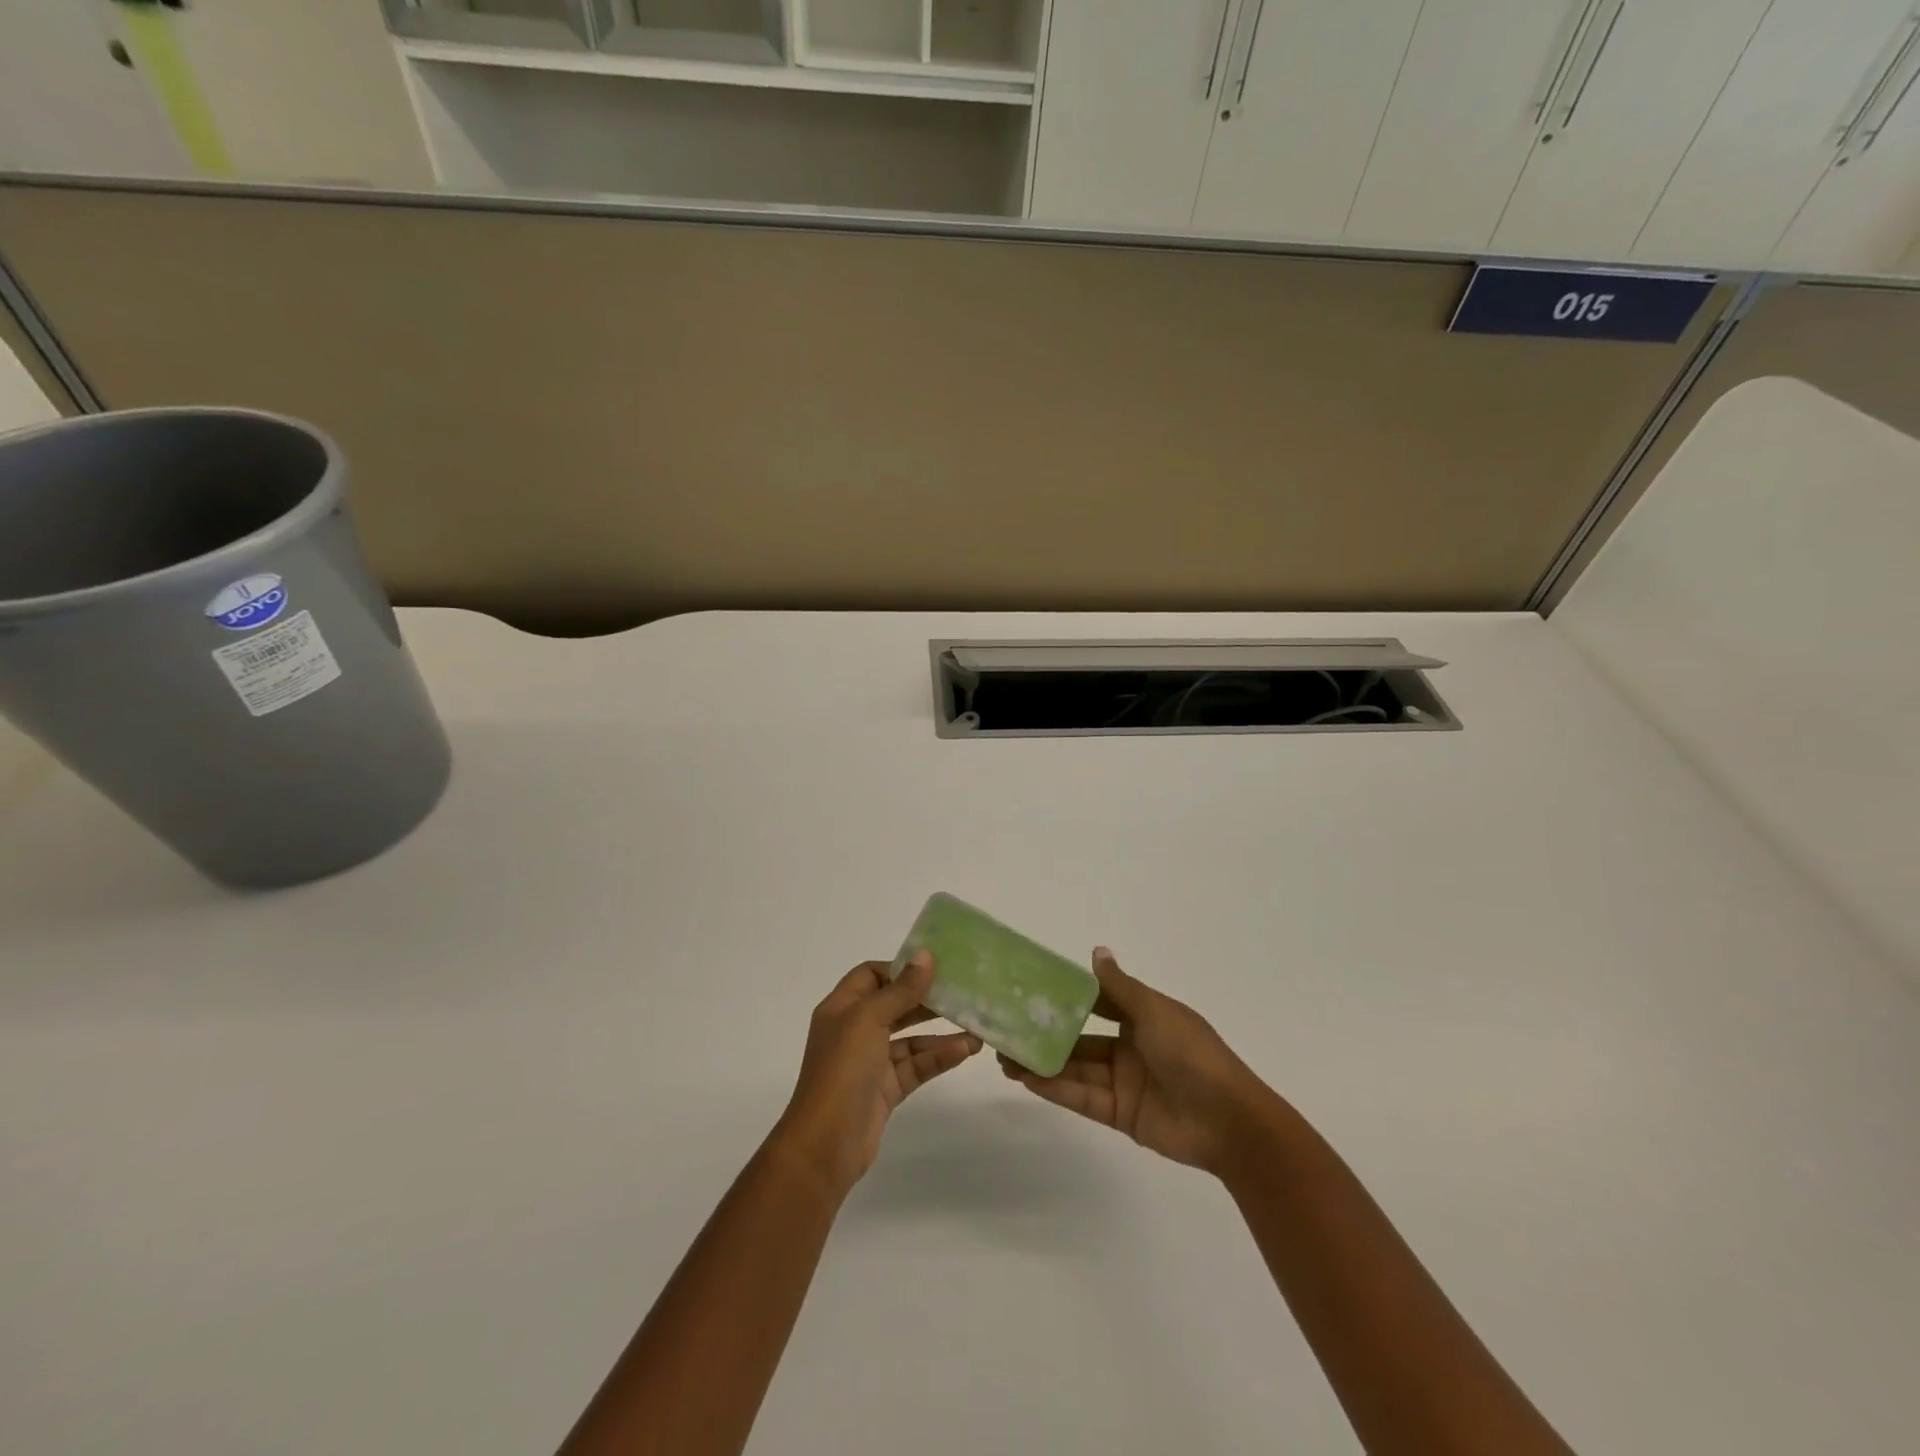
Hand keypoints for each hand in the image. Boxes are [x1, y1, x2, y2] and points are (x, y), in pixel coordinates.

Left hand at [773, 951, 981, 1197]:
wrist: (826, 1144)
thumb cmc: (842, 1070)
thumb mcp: (870, 1020)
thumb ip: (901, 989)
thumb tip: (925, 955)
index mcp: (842, 1008)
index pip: (871, 975)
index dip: (900, 969)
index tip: (934, 967)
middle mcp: (855, 1030)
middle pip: (894, 1004)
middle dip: (926, 999)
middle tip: (961, 992)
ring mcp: (871, 1061)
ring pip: (910, 1038)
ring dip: (940, 1032)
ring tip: (975, 1027)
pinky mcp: (887, 1089)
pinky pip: (916, 1065)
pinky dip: (939, 1057)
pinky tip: (965, 1051)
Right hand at [999, 948, 1274, 1174]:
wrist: (1228, 1121)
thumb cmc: (1191, 1053)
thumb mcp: (1154, 1011)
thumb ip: (1119, 987)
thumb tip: (1096, 950)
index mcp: (1143, 1016)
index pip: (1097, 1002)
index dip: (1067, 996)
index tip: (1032, 989)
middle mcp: (1129, 1046)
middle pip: (1079, 1038)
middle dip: (1046, 1034)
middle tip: (1007, 1029)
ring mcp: (1123, 1081)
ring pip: (1074, 1068)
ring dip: (1042, 1061)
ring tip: (1004, 1056)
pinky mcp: (1118, 1113)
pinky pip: (1081, 1097)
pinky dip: (1054, 1087)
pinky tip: (1026, 1077)